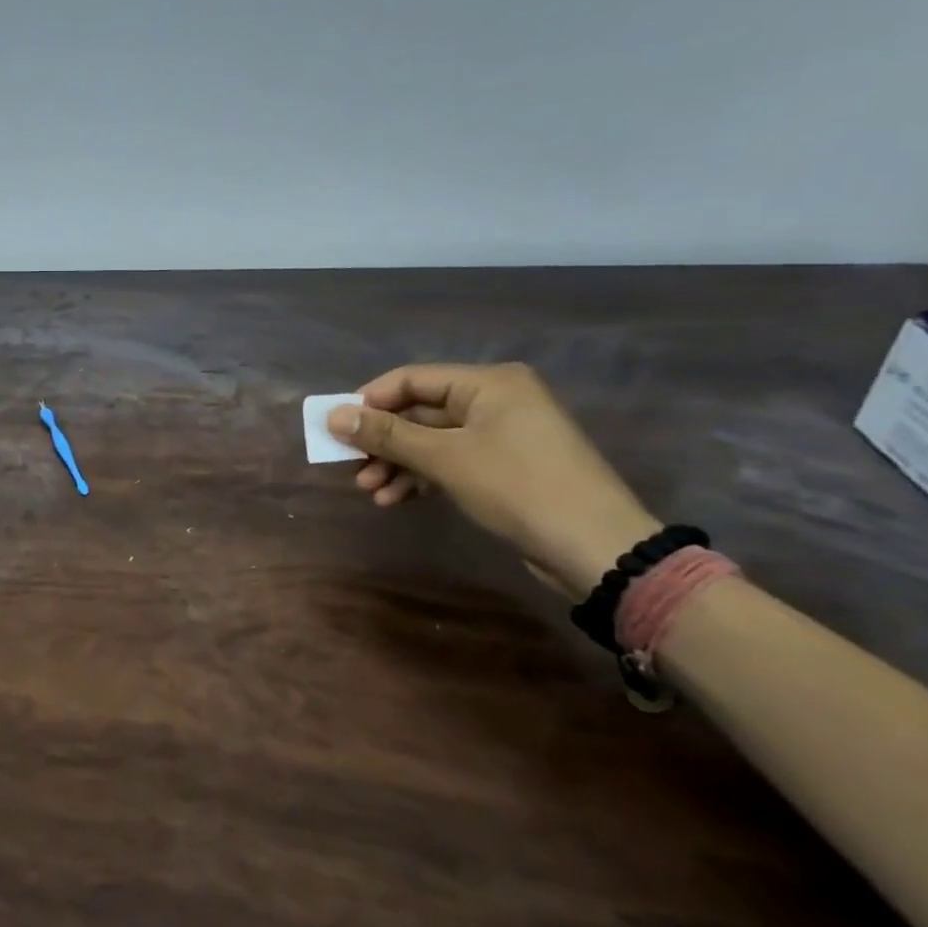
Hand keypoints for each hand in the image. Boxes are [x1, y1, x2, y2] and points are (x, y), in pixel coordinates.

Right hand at [328, 363, 660, 597]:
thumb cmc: (518, 487)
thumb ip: (386, 435)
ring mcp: (500, 435)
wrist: (595, 547)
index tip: (336, 429)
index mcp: (488, 383)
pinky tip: (394, 499)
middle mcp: (495, 401)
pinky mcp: (502, 467)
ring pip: (429, 441)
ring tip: (368, 491)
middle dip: (381, 441)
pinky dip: (419, 477)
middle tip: (349, 466)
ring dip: (395, 464)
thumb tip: (332, 416)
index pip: (411, 379)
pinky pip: (448, 461)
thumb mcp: (444, 458)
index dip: (369, 401)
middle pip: (418, 412)